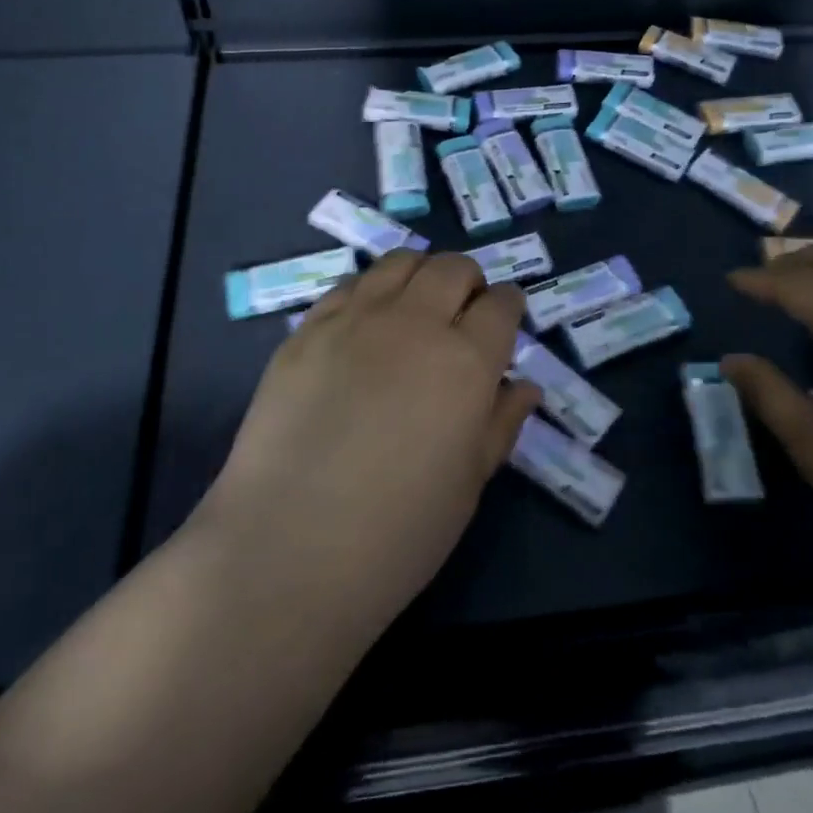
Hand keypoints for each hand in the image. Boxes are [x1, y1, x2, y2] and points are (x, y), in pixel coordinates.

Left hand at [195, 250, 539, 636]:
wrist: (288, 549)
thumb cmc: (397, 532)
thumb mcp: (469, 484)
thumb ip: (500, 424)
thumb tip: (524, 386)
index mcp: (466, 362)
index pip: (501, 304)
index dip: (509, 306)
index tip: (506, 319)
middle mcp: (415, 324)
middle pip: (453, 268)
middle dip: (469, 281)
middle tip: (463, 313)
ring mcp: (355, 319)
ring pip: (400, 263)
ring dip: (421, 274)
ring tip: (416, 306)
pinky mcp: (308, 329)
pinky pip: (350, 284)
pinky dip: (372, 290)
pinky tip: (366, 323)